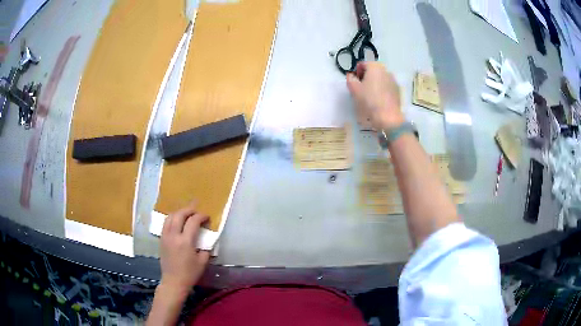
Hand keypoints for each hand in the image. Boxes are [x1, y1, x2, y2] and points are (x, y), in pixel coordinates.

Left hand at [159, 203, 209, 294]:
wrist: (173, 281)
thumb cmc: (190, 273)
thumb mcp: (202, 262)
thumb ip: (206, 248)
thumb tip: (207, 239)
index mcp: (186, 241)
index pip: (193, 221)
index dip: (201, 216)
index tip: (207, 217)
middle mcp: (174, 236)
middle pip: (179, 215)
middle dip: (189, 210)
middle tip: (196, 211)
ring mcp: (165, 236)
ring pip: (170, 217)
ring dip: (179, 213)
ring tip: (186, 214)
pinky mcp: (161, 239)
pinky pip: (165, 223)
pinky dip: (172, 219)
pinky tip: (177, 222)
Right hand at [346, 61, 403, 129]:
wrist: (388, 117)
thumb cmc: (369, 100)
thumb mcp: (354, 89)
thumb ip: (350, 79)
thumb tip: (351, 76)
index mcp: (375, 67)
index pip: (362, 64)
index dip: (356, 72)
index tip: (354, 82)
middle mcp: (385, 70)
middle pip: (372, 70)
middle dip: (366, 77)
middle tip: (361, 89)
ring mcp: (393, 80)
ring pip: (380, 78)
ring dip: (374, 83)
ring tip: (369, 95)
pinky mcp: (397, 90)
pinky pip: (386, 86)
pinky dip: (381, 89)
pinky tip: (378, 100)